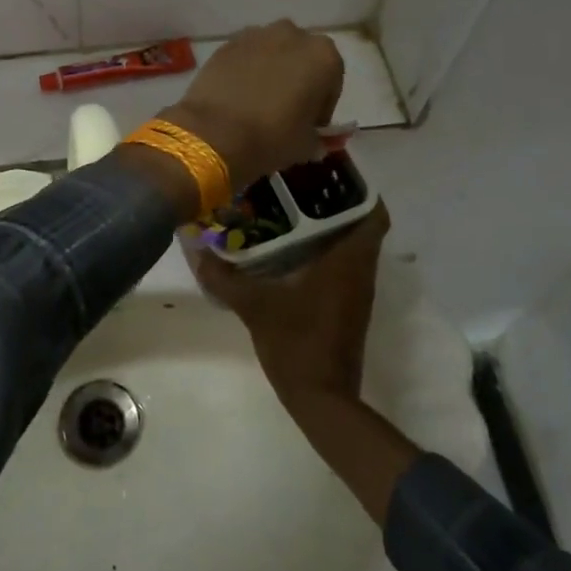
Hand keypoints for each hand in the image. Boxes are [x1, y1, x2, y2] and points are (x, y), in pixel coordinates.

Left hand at [162, 20, 343, 191]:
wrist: (214, 133)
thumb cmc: (272, 137)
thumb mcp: (307, 145)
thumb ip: (316, 136)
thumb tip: (312, 138)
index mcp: (323, 55)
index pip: (332, 81)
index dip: (322, 105)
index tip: (310, 125)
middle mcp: (292, 35)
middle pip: (301, 59)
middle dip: (297, 80)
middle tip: (287, 112)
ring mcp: (256, 35)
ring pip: (272, 53)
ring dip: (271, 72)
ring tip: (259, 103)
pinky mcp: (226, 44)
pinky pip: (245, 56)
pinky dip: (245, 71)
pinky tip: (237, 96)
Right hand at [197, 203, 389, 405]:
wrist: (322, 399)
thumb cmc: (296, 343)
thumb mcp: (254, 306)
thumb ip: (225, 278)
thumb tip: (197, 250)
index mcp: (348, 261)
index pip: (373, 213)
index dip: (359, 188)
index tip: (330, 171)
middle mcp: (360, 271)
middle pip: (361, 224)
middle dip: (336, 201)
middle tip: (300, 184)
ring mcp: (356, 291)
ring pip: (353, 245)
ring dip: (330, 226)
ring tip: (291, 208)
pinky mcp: (347, 307)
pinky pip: (344, 265)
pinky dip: (325, 250)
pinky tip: (291, 249)